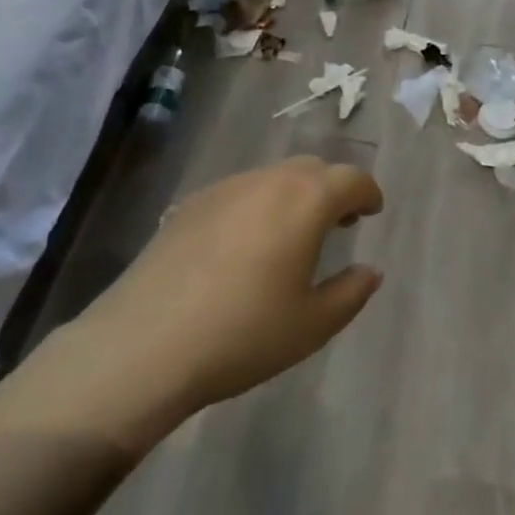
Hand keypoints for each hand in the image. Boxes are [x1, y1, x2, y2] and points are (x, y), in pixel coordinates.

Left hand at [41, 156, 383, 450]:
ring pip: (275, 176)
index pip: (352, 179)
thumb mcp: (311, 326)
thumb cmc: (241, 335)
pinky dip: (257, 205)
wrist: (143, 345)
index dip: (368, 193)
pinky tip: (244, 245)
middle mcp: (270, 180)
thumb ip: (351, 293)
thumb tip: (371, 270)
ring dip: (294, 195)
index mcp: (307, 200)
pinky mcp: (192, 203)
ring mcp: (227, 187)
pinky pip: (240, 191)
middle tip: (338, 223)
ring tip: (291, 234)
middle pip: (314, 169)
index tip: (372, 212)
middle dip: (332, 189)